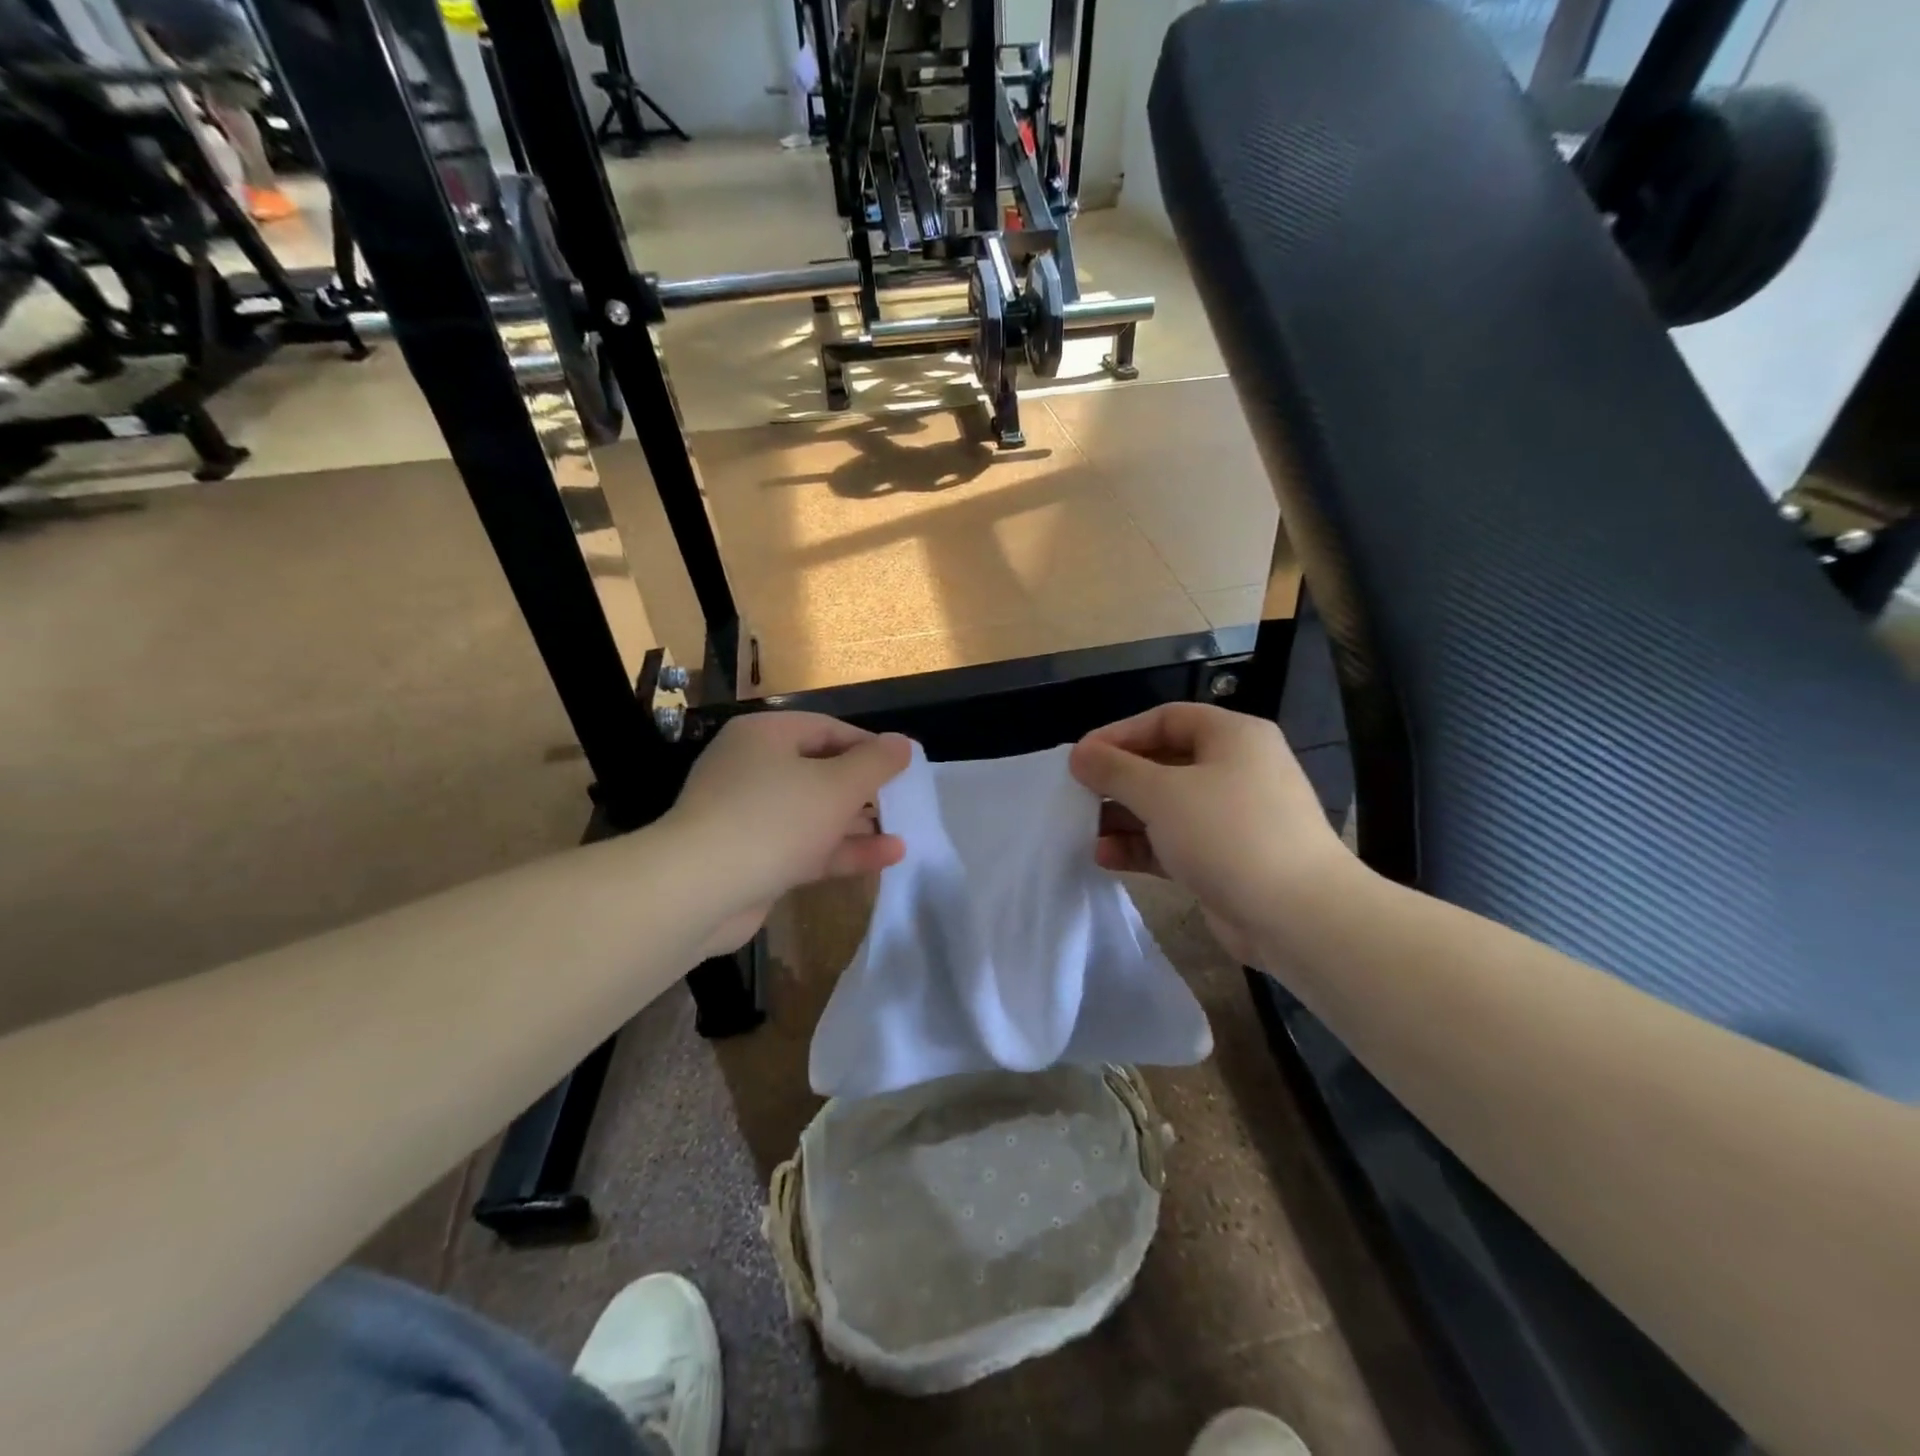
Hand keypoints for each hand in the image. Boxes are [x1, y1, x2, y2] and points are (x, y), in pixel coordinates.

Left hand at [666, 712, 911, 954]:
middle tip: (903, 801)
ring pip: (814, 813)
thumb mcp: (837, 785)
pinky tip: (886, 857)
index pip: (827, 729)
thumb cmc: (774, 819)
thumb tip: (903, 744)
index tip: (904, 767)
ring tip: (903, 831)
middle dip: (864, 789)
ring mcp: (749, 816)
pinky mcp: (752, 858)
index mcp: (766, 736)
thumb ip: (875, 763)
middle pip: (820, 771)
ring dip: (857, 823)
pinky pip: (804, 846)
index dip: (870, 746)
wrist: (698, 890)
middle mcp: (753, 768)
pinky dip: (840, 849)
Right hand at [1069, 703, 1352, 964]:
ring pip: (1167, 806)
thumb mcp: (1162, 793)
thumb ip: (1114, 770)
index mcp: (1233, 737)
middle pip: (1164, 763)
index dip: (1119, 734)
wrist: (1297, 916)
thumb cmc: (1228, 834)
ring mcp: (1233, 817)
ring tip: (1084, 830)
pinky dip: (1142, 846)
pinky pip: (1175, 842)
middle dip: (1118, 780)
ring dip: (1124, 816)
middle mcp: (1236, 770)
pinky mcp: (1227, 859)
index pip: (1166, 719)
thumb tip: (1079, 754)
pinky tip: (1106, 856)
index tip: (1081, 757)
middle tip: (1077, 794)